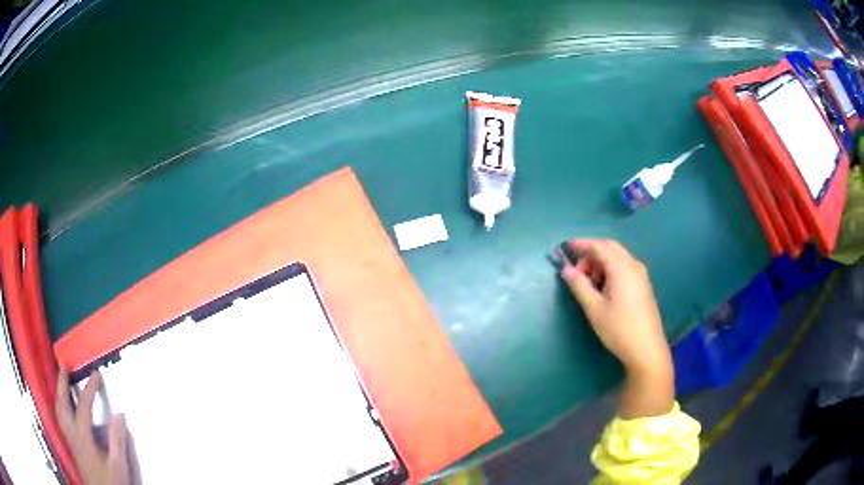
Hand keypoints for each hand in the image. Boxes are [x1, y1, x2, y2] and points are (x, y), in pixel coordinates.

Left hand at [55, 369, 141, 484]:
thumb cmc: (110, 482)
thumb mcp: (118, 465)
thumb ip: (117, 441)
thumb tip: (119, 414)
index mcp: (83, 437)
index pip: (84, 406)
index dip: (90, 388)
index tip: (96, 374)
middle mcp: (72, 433)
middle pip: (62, 403)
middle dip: (62, 383)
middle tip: (64, 366)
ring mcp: (70, 440)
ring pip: (59, 411)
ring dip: (59, 393)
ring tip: (61, 382)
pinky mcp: (71, 446)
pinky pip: (61, 420)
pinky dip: (60, 407)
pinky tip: (64, 408)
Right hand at [559, 239, 673, 417]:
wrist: (646, 349)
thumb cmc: (619, 329)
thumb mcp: (594, 308)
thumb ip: (579, 285)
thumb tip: (566, 270)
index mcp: (621, 267)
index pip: (599, 246)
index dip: (581, 244)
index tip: (565, 247)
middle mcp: (633, 265)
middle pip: (610, 248)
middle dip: (591, 254)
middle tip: (577, 272)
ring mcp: (641, 275)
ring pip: (617, 258)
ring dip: (600, 263)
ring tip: (588, 285)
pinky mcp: (643, 285)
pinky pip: (624, 268)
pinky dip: (610, 270)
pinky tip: (603, 290)